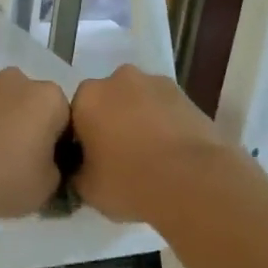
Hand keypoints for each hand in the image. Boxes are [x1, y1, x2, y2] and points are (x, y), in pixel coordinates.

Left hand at [0, 69, 70, 220]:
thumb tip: (45, 164)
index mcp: (48, 96)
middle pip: (30, 104)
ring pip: (0, 104)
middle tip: (19, 161)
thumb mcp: (49, 185)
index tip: (47, 165)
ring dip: (0, 122)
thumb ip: (55, 168)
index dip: (58, 144)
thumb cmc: (8, 177)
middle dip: (28, 125)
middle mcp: (16, 80)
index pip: (64, 118)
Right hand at [70, 66, 231, 223]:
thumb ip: (77, 172)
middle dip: (110, 123)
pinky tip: (170, 154)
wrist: (193, 182)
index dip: (81, 140)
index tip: (89, 162)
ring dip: (138, 121)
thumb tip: (81, 170)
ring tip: (149, 157)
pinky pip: (165, 110)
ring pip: (138, 103)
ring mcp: (157, 83)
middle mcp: (118, 79)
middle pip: (107, 102)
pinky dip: (164, 125)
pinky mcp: (188, 96)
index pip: (75, 116)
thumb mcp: (86, 188)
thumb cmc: (129, 181)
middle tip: (118, 158)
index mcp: (87, 96)